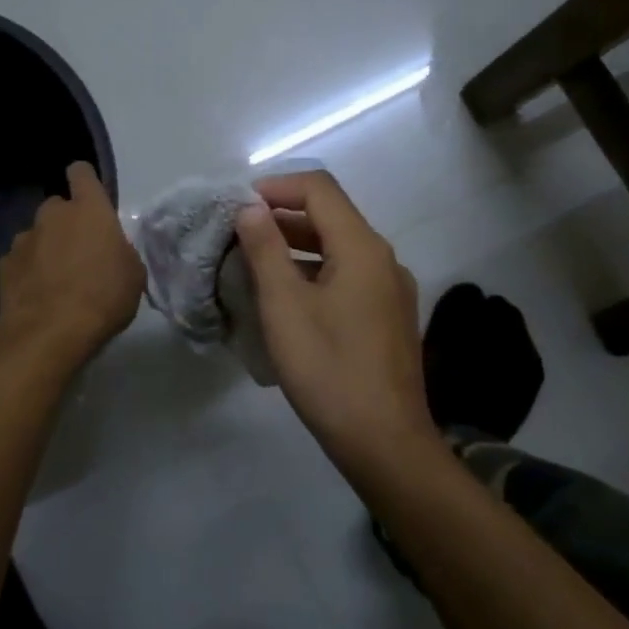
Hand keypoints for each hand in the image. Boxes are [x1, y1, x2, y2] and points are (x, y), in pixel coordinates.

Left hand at [0, 161, 144, 368]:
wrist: (50, 334)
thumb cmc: (103, 299)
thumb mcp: (133, 276)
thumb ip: (121, 253)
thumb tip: (110, 251)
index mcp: (89, 211)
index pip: (81, 173)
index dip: (85, 181)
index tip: (90, 197)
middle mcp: (52, 216)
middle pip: (57, 207)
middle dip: (66, 224)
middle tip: (80, 254)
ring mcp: (23, 241)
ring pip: (36, 236)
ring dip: (45, 249)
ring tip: (56, 281)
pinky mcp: (3, 267)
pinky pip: (18, 263)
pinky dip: (26, 274)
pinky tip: (36, 298)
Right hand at [234, 171, 436, 477]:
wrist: (385, 442)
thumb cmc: (328, 369)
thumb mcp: (285, 307)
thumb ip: (265, 249)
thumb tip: (250, 208)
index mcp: (362, 247)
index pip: (319, 189)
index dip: (275, 187)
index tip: (236, 206)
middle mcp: (384, 259)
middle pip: (331, 217)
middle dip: (282, 218)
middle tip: (237, 236)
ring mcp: (391, 290)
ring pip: (339, 250)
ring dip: (296, 248)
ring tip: (253, 265)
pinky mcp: (389, 318)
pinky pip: (348, 278)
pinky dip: (314, 274)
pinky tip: (287, 301)